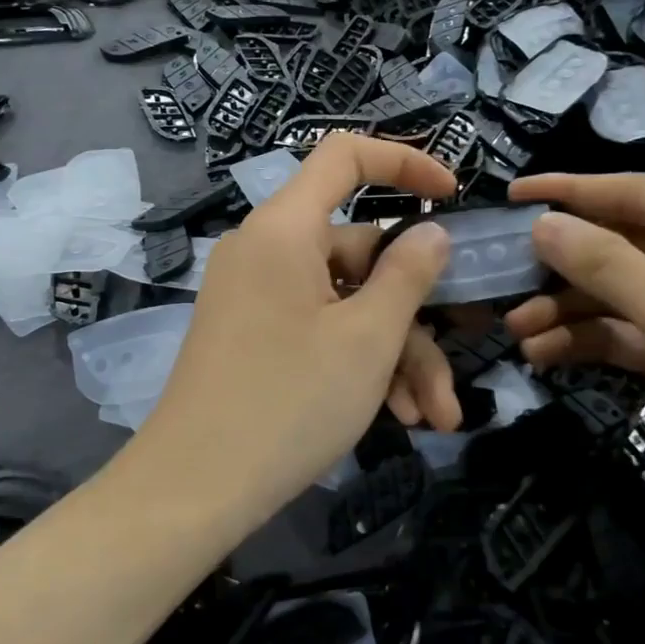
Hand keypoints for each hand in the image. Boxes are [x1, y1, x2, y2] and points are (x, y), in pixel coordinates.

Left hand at [138, 136, 456, 509]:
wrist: (193, 487)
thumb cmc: (288, 401)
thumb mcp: (367, 338)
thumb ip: (408, 274)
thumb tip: (432, 233)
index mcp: (285, 228)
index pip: (344, 156)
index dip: (403, 164)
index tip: (451, 198)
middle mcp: (266, 251)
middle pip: (359, 256)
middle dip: (413, 318)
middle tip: (448, 379)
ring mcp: (256, 296)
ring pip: (345, 304)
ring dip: (394, 356)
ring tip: (432, 418)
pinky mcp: (253, 336)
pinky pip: (317, 330)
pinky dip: (357, 364)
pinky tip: (395, 416)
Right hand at [504, 173, 644, 548]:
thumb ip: (604, 262)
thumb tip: (542, 223)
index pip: (643, 193)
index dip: (573, 193)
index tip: (512, 195)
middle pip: (628, 245)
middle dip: (565, 266)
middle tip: (504, 276)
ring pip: (623, 294)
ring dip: (569, 310)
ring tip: (516, 330)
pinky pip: (632, 333)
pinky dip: (591, 340)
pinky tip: (544, 354)